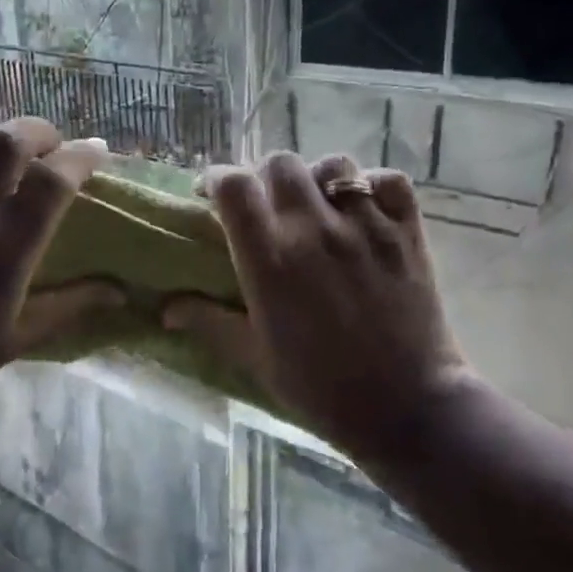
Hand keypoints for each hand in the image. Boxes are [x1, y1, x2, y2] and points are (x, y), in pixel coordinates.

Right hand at [163, 153, 470, 458]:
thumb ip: (209, 322)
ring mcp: (366, 227)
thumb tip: (165, 308)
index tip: (213, 193)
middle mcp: (315, 230)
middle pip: (280, 163)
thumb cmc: (321, 388)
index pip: (234, 185)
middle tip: (265, 204)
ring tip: (316, 205)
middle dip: (264, 176)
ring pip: (334, 164)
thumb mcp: (254, 359)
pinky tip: (363, 209)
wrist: (407, 408)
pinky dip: (372, 186)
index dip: (217, 179)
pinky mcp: (406, 232)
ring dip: (317, 178)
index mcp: (271, 260)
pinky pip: (387, 180)